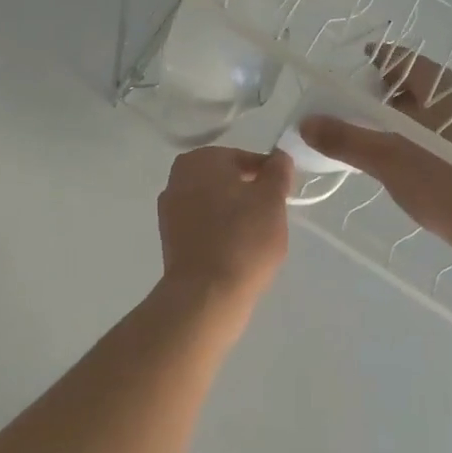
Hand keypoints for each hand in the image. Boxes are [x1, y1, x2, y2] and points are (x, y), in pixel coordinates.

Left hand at [157, 147, 291, 307]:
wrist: (206, 295)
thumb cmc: (243, 238)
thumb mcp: (272, 199)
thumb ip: (277, 171)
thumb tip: (279, 157)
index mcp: (201, 159)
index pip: (244, 158)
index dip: (267, 175)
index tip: (282, 196)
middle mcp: (178, 177)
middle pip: (225, 179)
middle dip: (248, 193)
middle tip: (271, 217)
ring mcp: (169, 209)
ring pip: (213, 202)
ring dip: (233, 213)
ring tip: (254, 237)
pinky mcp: (169, 238)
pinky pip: (202, 225)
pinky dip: (218, 231)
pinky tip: (235, 250)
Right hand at [299, 46, 451, 247]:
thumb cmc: (441, 182)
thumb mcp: (385, 159)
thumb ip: (344, 138)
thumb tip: (306, 123)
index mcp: (444, 87)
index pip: (404, 58)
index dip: (376, 58)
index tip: (355, 64)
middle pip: (418, 81)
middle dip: (386, 88)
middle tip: (358, 103)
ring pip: (432, 106)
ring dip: (403, 112)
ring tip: (377, 132)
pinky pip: (443, 127)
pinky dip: (420, 131)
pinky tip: (407, 155)